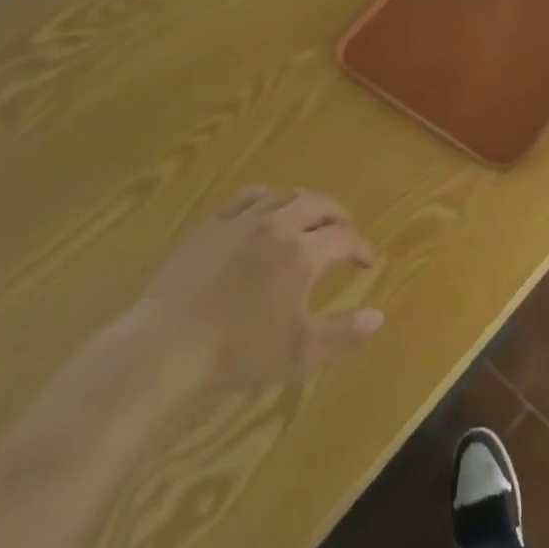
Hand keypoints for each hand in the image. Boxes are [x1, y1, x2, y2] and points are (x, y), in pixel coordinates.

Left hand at [133, 185, 384, 392]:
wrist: (169, 346)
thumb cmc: (239, 352)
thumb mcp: (301, 353)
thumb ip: (344, 334)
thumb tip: (380, 315)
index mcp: (302, 252)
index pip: (343, 237)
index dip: (360, 246)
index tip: (365, 261)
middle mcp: (277, 224)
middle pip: (318, 203)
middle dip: (338, 216)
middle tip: (346, 231)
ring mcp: (242, 219)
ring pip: (285, 194)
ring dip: (305, 203)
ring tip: (310, 218)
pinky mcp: (213, 222)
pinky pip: (249, 196)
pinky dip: (269, 198)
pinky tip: (267, 211)